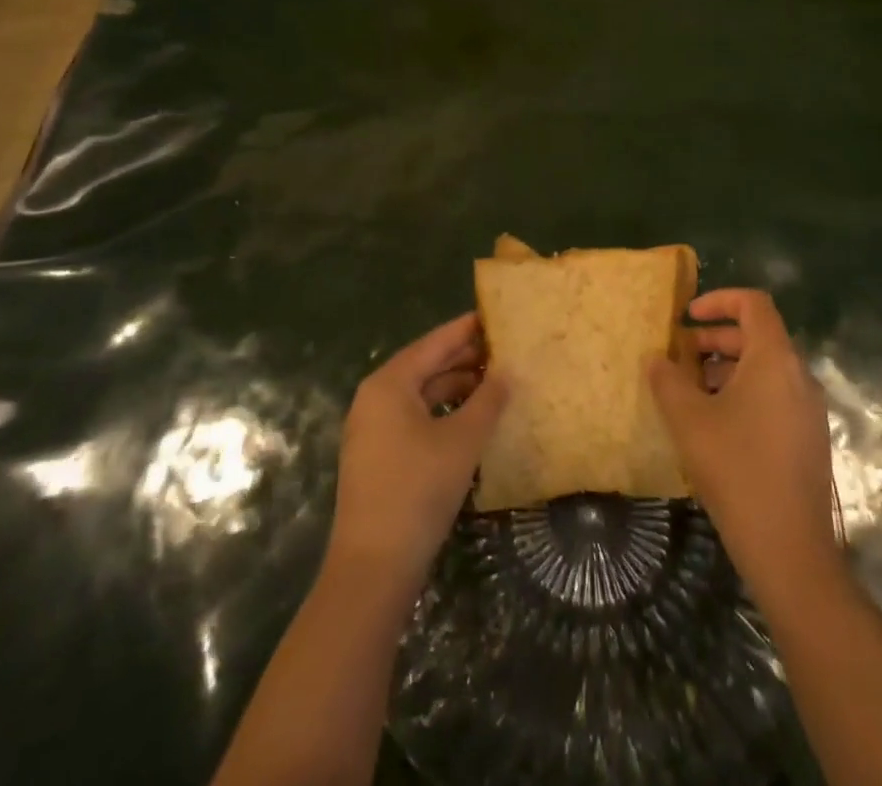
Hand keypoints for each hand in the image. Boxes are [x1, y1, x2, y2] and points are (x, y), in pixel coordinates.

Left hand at [326, 313, 507, 602]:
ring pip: (421, 394)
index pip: (434, 343)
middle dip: (465, 358)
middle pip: (426, 366)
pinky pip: (415, 418)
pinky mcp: (378, 456)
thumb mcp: (462, 441)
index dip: (467, 329)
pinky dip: (443, 412)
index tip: (497, 315)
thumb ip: (488, 400)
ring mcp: (373, 428)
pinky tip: (472, 419)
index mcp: (389, 383)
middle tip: (505, 349)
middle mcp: (375, 397)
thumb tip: (508, 371)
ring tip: (496, 382)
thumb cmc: (418, 490)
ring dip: (457, 387)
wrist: (373, 567)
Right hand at [647, 289, 841, 607]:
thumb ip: (667, 380)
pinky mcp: (808, 438)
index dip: (719, 300)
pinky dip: (743, 392)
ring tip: (691, 392)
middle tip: (680, 357)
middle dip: (715, 340)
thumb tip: (655, 358)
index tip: (687, 317)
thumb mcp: (689, 420)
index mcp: (775, 360)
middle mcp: (799, 376)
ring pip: (765, 369)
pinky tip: (715, 425)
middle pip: (757, 336)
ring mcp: (808, 409)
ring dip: (726, 368)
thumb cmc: (737, 470)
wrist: (790, 550)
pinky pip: (774, 395)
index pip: (753, 303)